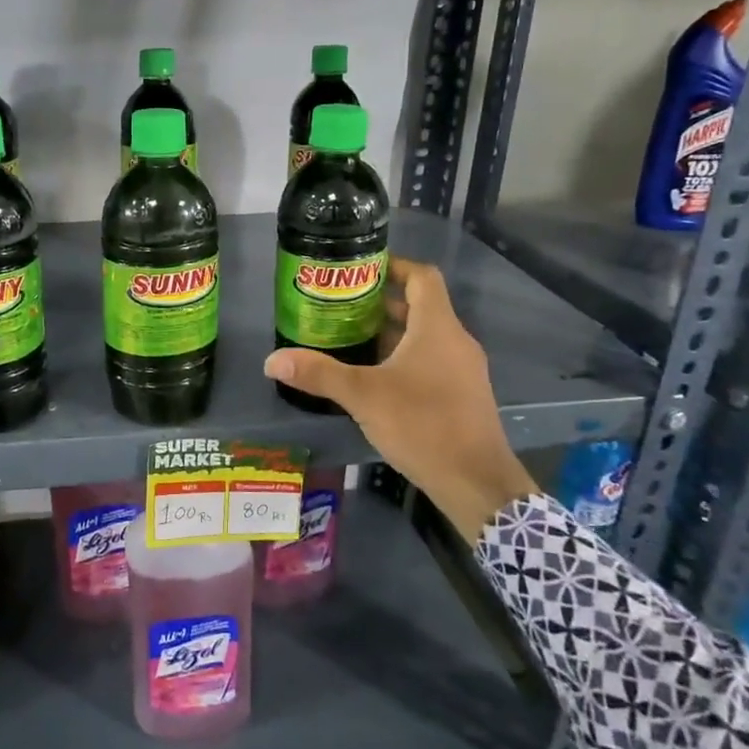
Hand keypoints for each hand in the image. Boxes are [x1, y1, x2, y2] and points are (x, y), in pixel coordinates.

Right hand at [264, 258, 538, 540]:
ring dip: (391, 332)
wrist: (476, 482)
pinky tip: (374, 377)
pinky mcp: (462, 395)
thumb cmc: (422, 425)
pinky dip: (404, 357)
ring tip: (350, 337)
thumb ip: (319, 374)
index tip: (360, 269)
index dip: (394, 266)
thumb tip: (272, 361)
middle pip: (420, 306)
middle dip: (381, 302)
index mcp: (437, 328)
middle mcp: (455, 341)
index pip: (422, 277)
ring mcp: (463, 369)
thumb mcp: (363, 396)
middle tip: (341, 305)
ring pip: (425, 336)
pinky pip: (432, 361)